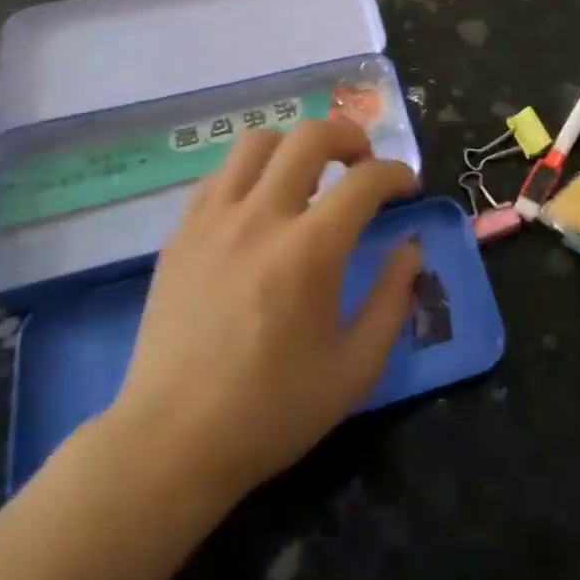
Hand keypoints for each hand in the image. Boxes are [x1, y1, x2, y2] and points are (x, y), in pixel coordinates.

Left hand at [99, 120, 421, 504]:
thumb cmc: (271, 411)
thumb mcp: (355, 368)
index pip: (366, 180)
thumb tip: (409, 247)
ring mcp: (213, 220)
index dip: (398, 174)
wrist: (170, 444)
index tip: (408, 188)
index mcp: (309, 251)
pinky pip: (220, 174)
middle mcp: (260, 218)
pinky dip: (252, 172)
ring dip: (296, 147)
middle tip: (363, 164)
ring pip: (258, 141)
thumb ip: (393, 299)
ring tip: (310, 176)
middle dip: (350, 136)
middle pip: (310, 135)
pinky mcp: (181, 233)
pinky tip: (261, 205)